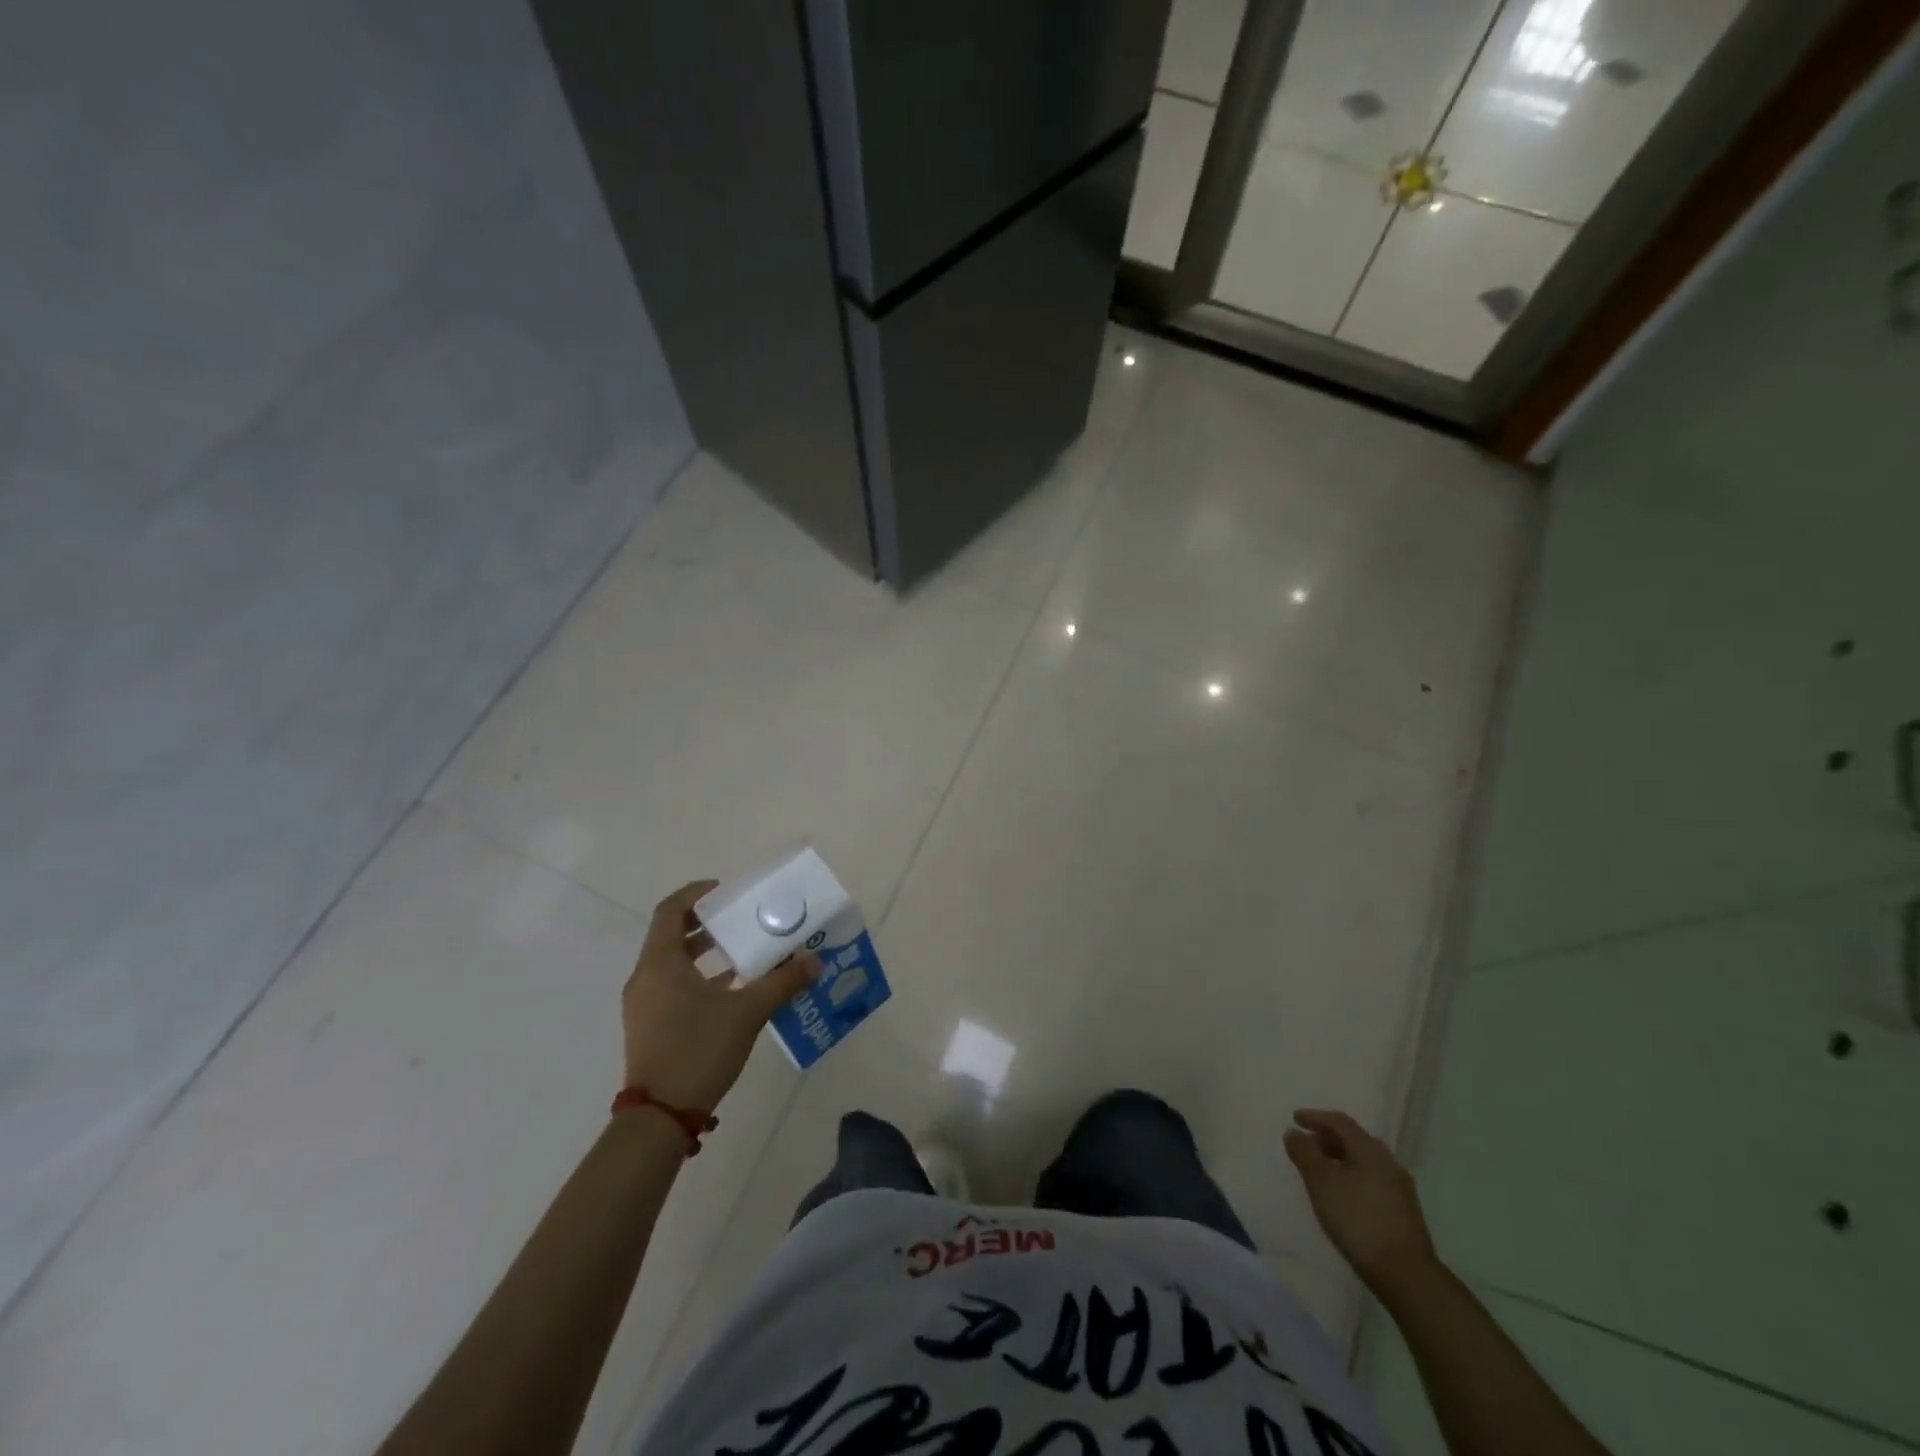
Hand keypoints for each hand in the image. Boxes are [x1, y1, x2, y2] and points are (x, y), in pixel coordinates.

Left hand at [620, 881, 818, 1113]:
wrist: (659, 1118)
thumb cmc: (698, 1050)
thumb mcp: (747, 1012)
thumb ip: (782, 982)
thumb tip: (813, 961)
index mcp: (661, 963)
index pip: (670, 910)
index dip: (697, 894)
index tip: (727, 892)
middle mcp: (646, 977)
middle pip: (671, 934)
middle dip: (708, 923)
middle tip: (742, 919)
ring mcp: (643, 1004)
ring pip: (673, 962)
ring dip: (706, 952)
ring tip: (744, 952)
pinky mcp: (649, 1026)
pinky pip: (673, 986)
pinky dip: (700, 978)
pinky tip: (733, 990)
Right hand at [1285, 1108, 1439, 1297]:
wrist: (1406, 1275)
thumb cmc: (1358, 1220)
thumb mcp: (1321, 1182)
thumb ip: (1304, 1152)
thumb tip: (1294, 1132)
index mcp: (1370, 1150)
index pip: (1340, 1121)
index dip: (1315, 1116)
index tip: (1294, 1118)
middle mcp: (1388, 1163)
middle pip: (1353, 1140)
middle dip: (1326, 1138)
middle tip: (1305, 1144)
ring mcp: (1399, 1189)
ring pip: (1363, 1162)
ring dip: (1338, 1159)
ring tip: (1319, 1170)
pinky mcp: (1402, 1212)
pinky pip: (1371, 1180)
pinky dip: (1351, 1177)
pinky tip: (1341, 1195)